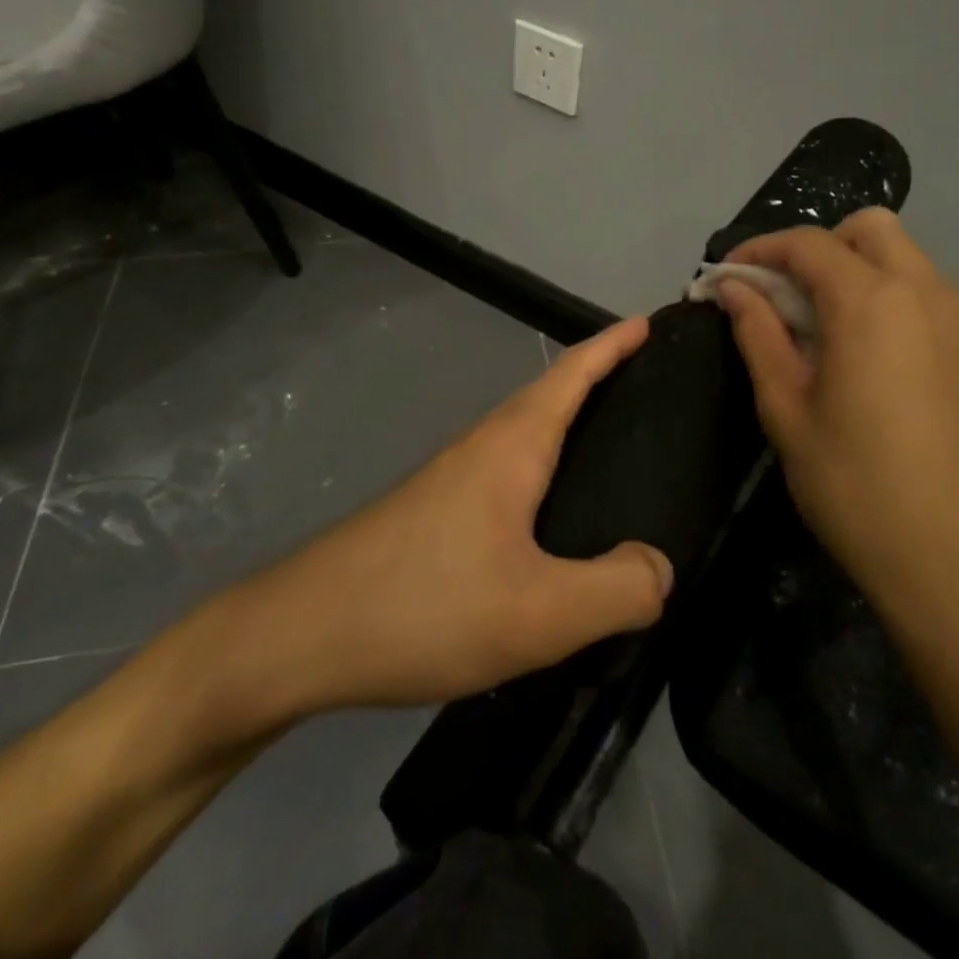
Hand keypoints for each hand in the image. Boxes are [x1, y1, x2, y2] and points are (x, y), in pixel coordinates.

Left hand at [220, 317, 671, 722]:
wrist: (299, 636)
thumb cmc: (425, 607)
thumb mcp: (539, 613)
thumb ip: (616, 590)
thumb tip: (659, 568)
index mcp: (512, 446)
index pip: (573, 373)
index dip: (614, 344)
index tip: (650, 322)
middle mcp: (480, 447)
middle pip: (550, 396)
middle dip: (600, 379)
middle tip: (653, 391)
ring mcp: (450, 479)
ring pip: (525, 437)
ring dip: (568, 425)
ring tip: (615, 451)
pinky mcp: (433, 514)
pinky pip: (507, 474)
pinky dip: (543, 471)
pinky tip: (553, 521)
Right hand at [714, 209, 958, 636]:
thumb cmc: (857, 488)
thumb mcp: (788, 410)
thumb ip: (759, 335)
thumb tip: (733, 288)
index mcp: (871, 302)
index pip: (807, 244)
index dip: (758, 251)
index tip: (726, 279)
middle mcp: (924, 292)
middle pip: (867, 229)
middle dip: (815, 248)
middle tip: (780, 296)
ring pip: (902, 257)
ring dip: (852, 269)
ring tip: (816, 327)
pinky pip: (924, 293)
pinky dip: (885, 295)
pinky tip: (862, 354)